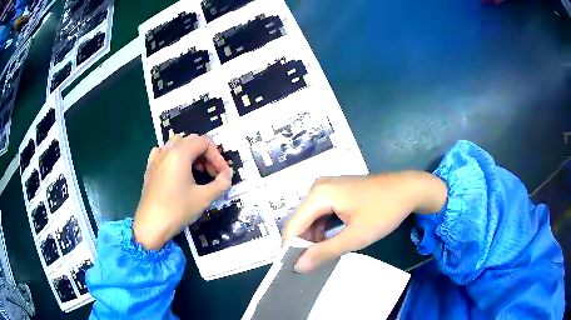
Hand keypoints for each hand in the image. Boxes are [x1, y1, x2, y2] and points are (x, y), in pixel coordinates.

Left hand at [133, 134, 232, 249]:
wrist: (151, 225)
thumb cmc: (177, 210)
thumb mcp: (204, 198)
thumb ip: (221, 183)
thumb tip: (227, 174)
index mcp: (180, 153)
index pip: (205, 142)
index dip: (217, 156)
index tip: (222, 174)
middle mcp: (167, 150)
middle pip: (192, 141)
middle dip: (205, 155)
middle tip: (212, 174)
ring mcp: (156, 158)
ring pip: (177, 144)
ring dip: (191, 154)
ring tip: (196, 172)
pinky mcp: (150, 168)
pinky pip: (164, 152)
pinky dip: (174, 156)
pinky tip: (176, 170)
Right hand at [283, 171, 446, 271]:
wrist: (409, 189)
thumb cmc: (384, 211)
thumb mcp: (355, 236)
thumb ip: (325, 252)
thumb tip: (297, 266)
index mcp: (319, 195)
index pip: (292, 226)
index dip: (290, 248)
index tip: (294, 269)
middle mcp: (318, 188)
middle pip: (300, 221)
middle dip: (303, 244)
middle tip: (310, 266)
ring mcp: (328, 189)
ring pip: (310, 218)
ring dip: (314, 238)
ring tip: (322, 257)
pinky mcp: (337, 192)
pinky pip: (321, 214)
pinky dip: (323, 230)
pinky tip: (332, 242)